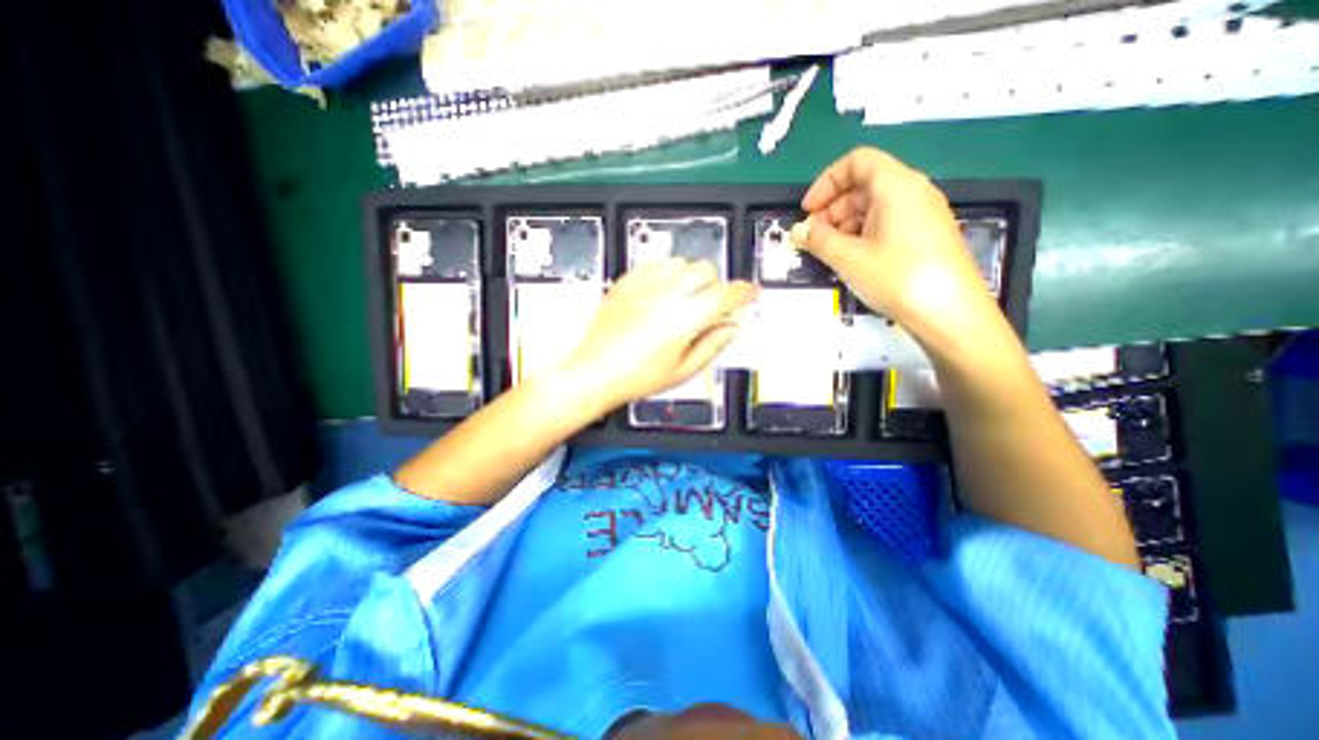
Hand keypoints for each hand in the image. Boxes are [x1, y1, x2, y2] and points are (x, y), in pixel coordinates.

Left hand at [562, 257, 756, 411]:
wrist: (595, 372)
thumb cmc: (636, 378)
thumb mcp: (683, 370)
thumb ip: (713, 345)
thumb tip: (733, 327)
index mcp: (683, 320)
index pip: (724, 295)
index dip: (743, 292)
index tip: (750, 292)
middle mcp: (665, 295)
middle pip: (705, 271)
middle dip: (717, 284)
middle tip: (713, 304)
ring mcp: (643, 286)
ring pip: (682, 262)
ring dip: (692, 276)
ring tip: (686, 297)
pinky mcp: (627, 282)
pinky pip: (655, 263)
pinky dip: (668, 271)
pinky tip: (664, 289)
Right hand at [785, 147, 1006, 355]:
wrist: (950, 314)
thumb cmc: (897, 278)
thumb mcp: (849, 258)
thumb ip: (818, 240)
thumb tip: (797, 230)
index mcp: (896, 186)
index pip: (856, 162)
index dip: (826, 182)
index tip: (807, 211)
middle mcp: (913, 192)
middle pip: (864, 184)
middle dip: (832, 207)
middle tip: (813, 238)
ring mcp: (922, 214)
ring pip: (874, 206)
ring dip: (844, 224)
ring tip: (828, 252)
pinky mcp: (926, 236)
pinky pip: (887, 223)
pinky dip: (862, 234)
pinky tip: (851, 259)